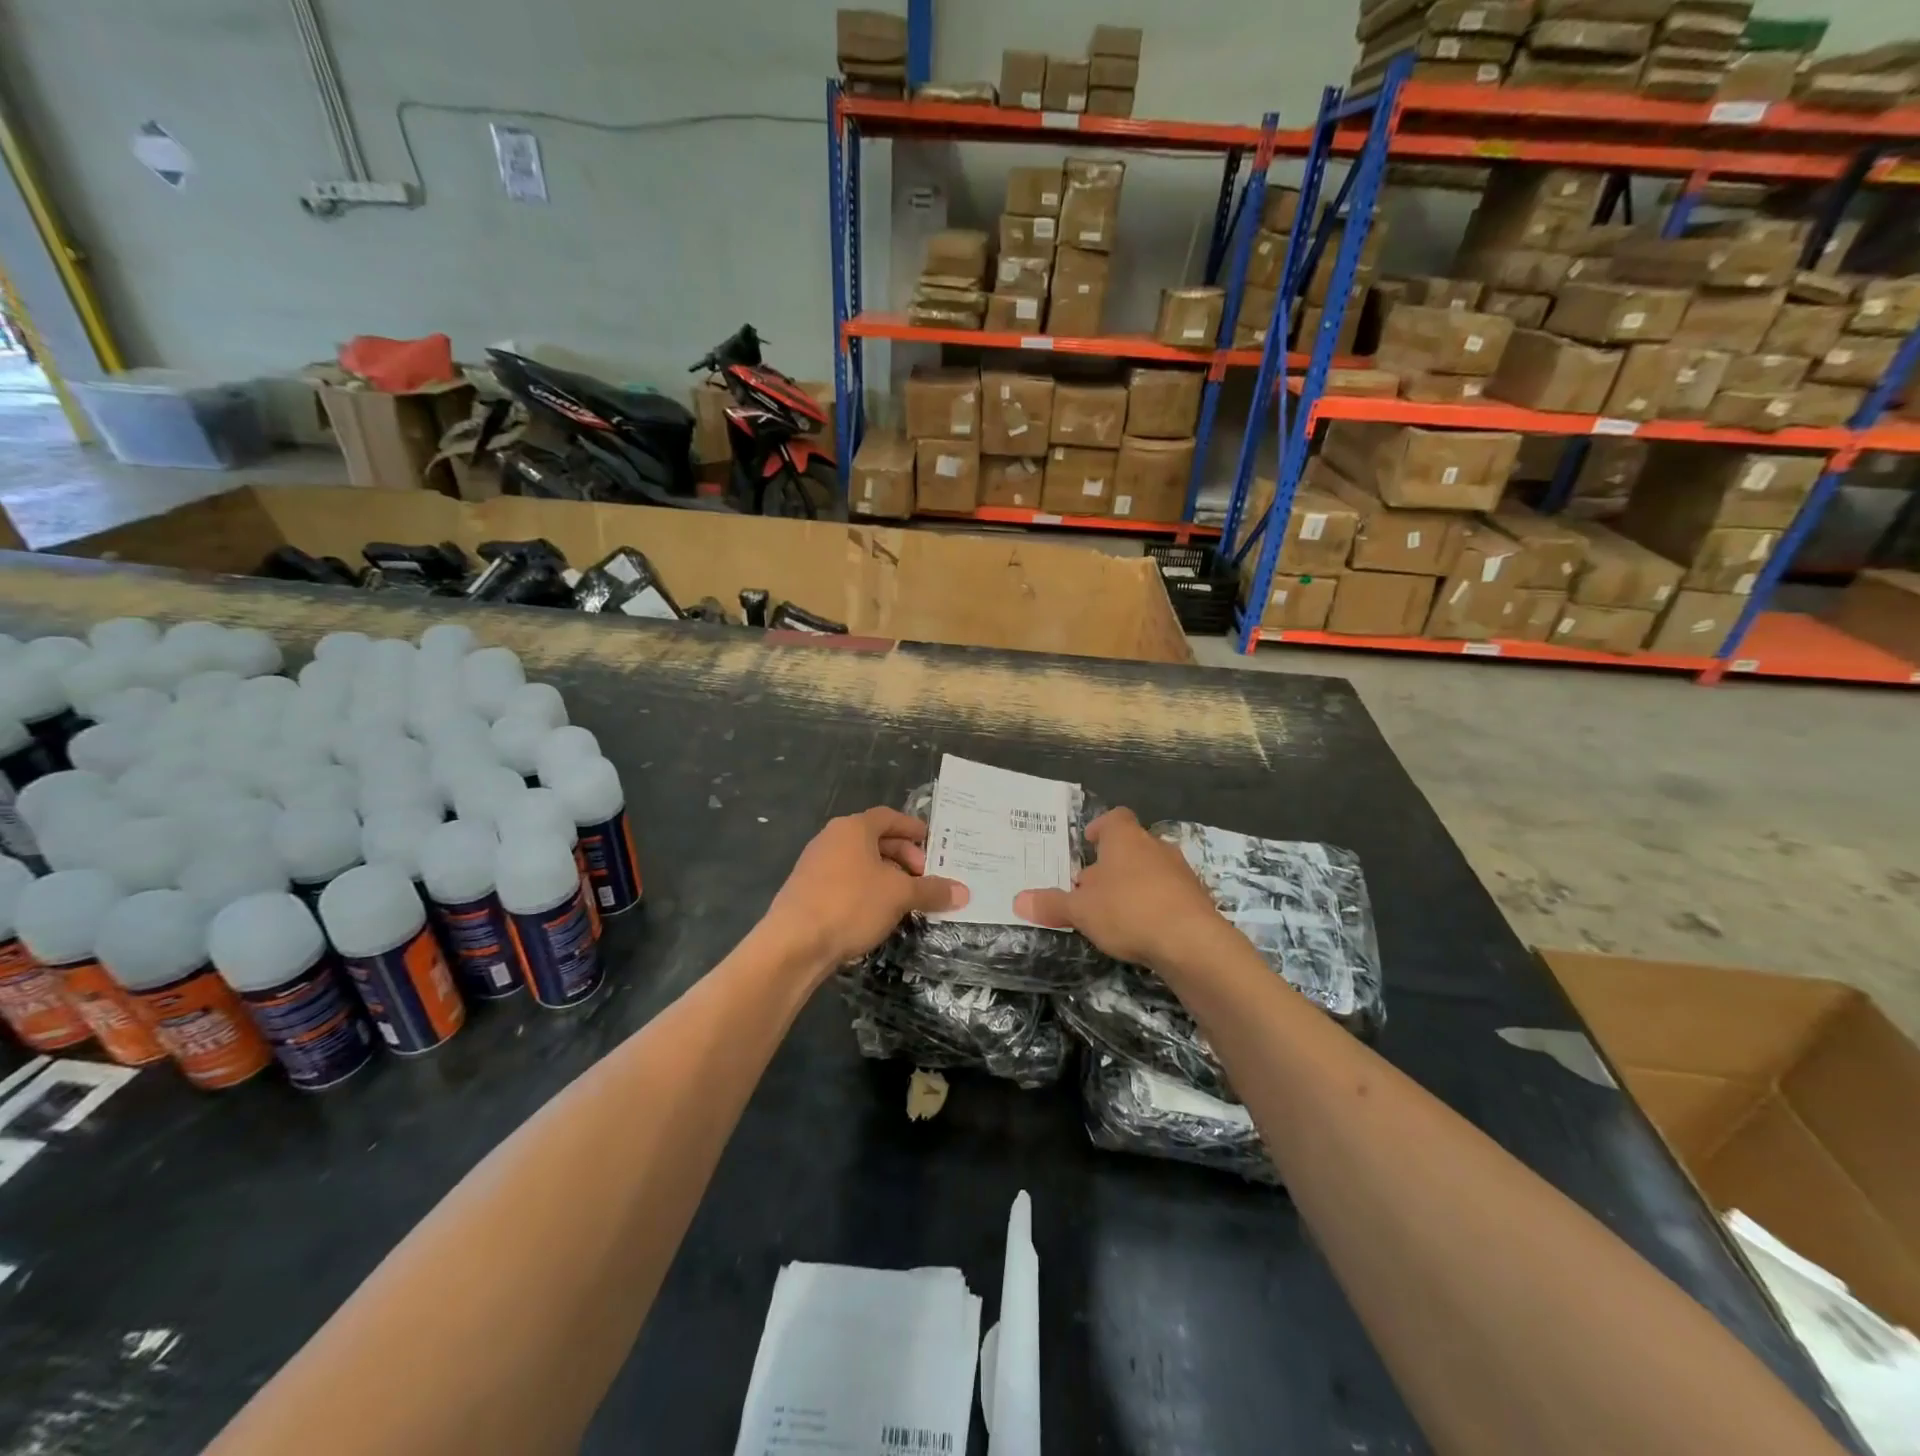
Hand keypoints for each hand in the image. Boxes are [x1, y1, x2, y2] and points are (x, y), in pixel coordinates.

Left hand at [760, 807, 968, 975]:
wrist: (793, 944)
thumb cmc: (850, 904)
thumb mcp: (899, 896)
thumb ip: (931, 890)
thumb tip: (964, 892)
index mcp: (853, 828)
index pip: (889, 817)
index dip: (912, 828)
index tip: (932, 842)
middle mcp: (831, 839)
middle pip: (874, 839)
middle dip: (903, 856)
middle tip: (923, 876)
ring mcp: (815, 864)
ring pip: (859, 862)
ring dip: (885, 876)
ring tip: (905, 897)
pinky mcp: (806, 891)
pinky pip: (845, 881)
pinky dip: (866, 889)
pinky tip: (878, 913)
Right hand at [1014, 808, 1223, 970]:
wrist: (1192, 942)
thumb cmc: (1128, 911)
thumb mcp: (1080, 910)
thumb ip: (1051, 904)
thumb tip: (1018, 900)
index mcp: (1125, 838)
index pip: (1115, 818)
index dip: (1101, 827)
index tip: (1088, 842)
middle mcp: (1155, 846)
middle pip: (1131, 845)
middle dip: (1112, 863)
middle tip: (1092, 886)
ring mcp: (1180, 871)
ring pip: (1151, 869)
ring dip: (1134, 884)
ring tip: (1115, 910)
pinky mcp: (1197, 898)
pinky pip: (1169, 893)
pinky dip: (1155, 904)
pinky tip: (1143, 928)